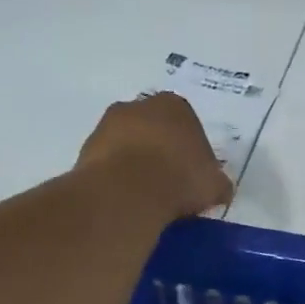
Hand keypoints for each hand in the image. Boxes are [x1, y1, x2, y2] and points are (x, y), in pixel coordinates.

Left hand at [77, 93, 231, 218]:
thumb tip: (218, 189)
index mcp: (175, 105)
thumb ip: (217, 182)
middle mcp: (139, 106)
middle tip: (171, 182)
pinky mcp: (85, 148)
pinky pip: (108, 162)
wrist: (128, 192)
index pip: (188, 123)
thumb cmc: (180, 178)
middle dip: (161, 150)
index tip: (194, 173)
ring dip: (136, 162)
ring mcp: (107, 124)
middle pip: (154, 128)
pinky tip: (127, 198)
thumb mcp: (215, 185)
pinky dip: (117, 176)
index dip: (192, 149)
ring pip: (128, 143)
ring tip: (148, 195)